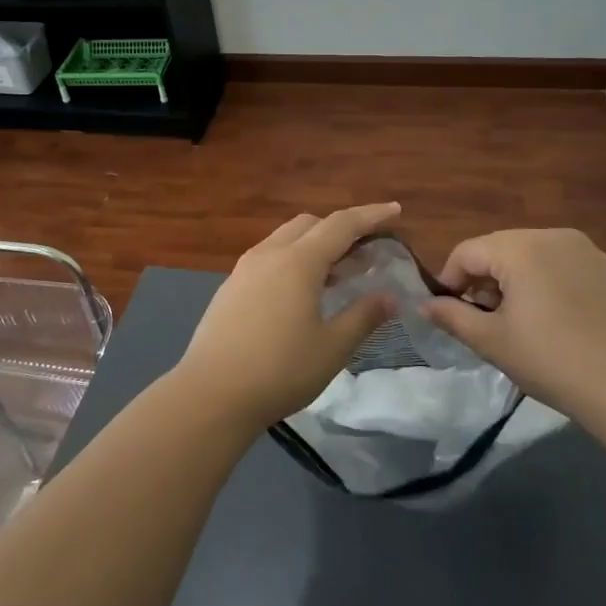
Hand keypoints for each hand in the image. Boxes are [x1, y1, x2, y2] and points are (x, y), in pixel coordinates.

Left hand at [175, 204, 401, 429]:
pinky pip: (268, 258)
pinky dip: (292, 261)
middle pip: (310, 225)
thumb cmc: (279, 370)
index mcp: (298, 262)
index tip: (395, 210)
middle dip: (341, 230)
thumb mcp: (332, 348)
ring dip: (314, 246)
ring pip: (285, 239)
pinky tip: (299, 294)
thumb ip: (363, 317)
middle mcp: (269, 254)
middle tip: (365, 253)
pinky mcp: (229, 288)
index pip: (342, 224)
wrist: (210, 394)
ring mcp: (244, 270)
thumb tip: (389, 297)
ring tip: (336, 275)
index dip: (371, 215)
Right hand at [420, 228, 605, 417]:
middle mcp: (553, 236)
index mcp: (520, 248)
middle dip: (483, 280)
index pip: (466, 252)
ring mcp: (586, 250)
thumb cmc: (552, 361)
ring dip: (514, 282)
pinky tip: (556, 322)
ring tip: (519, 323)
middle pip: (499, 249)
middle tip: (484, 322)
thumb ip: (452, 316)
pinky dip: (546, 284)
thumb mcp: (492, 342)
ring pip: (531, 256)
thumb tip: (425, 305)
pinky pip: (561, 266)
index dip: (449, 281)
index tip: (449, 313)